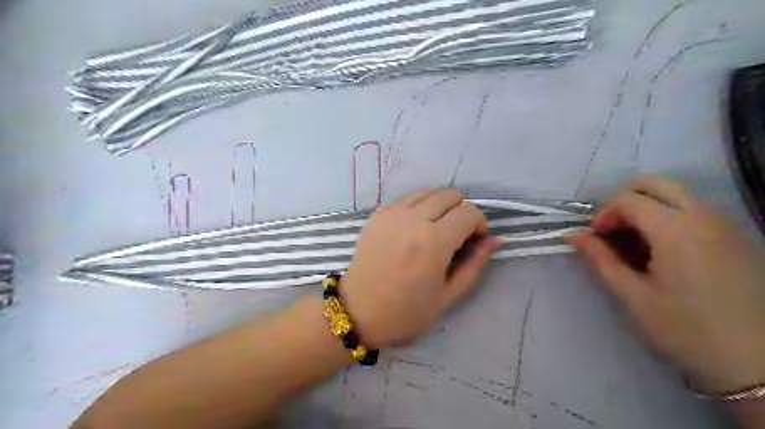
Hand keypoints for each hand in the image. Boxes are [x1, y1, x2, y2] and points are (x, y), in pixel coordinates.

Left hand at [341, 189, 502, 348]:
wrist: (358, 311)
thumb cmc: (406, 312)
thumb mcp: (448, 295)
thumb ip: (475, 264)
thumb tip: (495, 240)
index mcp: (434, 242)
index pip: (468, 212)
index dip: (479, 224)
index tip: (474, 241)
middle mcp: (413, 219)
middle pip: (450, 194)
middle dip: (461, 211)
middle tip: (456, 235)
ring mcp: (392, 214)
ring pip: (427, 192)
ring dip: (439, 206)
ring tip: (435, 229)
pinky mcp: (377, 215)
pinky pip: (406, 199)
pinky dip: (418, 207)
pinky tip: (413, 229)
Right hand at [567, 172, 764, 391]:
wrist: (759, 365)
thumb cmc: (687, 330)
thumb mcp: (633, 296)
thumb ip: (600, 260)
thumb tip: (573, 235)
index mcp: (676, 230)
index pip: (628, 199)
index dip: (603, 214)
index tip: (595, 239)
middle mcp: (704, 217)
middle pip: (655, 183)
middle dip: (624, 200)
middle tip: (613, 230)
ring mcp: (725, 225)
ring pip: (676, 194)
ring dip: (646, 207)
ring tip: (635, 242)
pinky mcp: (736, 237)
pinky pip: (694, 209)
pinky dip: (668, 216)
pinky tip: (661, 250)